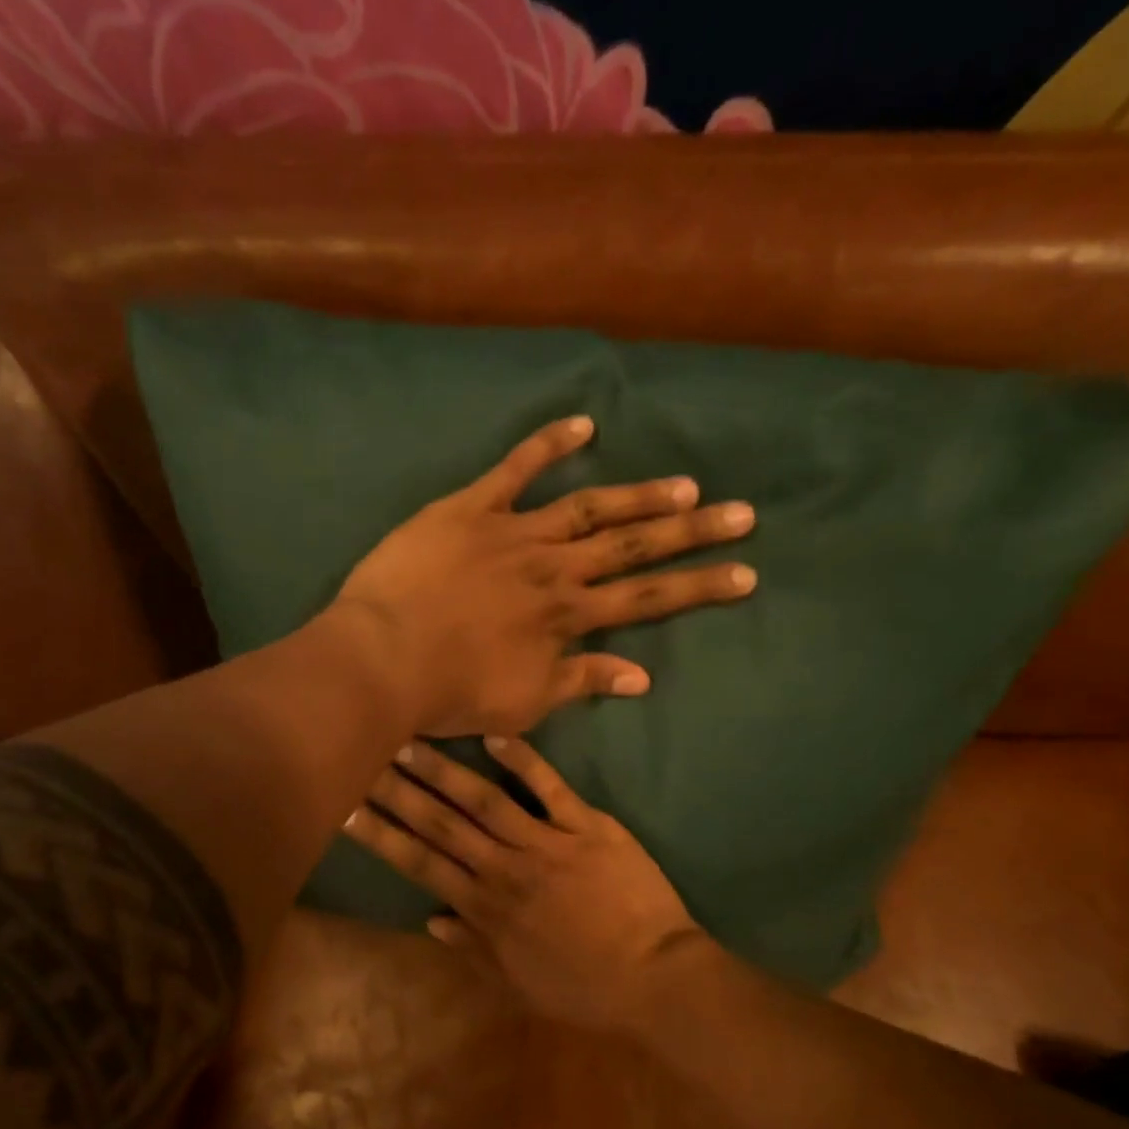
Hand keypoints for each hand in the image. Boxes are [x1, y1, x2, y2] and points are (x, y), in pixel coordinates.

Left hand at [332, 416, 755, 737]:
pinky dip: (547, 445)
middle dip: (692, 532)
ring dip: (639, 494)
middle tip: (742, 511)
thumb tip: (643, 677)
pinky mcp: (470, 509)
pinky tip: (584, 425)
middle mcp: (554, 568)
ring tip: (686, 483)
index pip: (647, 599)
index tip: (746, 574)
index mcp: (567, 616)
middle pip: (634, 545)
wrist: (382, 660)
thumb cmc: (450, 692)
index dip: (700, 587)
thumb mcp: (524, 704)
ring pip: (588, 507)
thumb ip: (582, 683)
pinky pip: (513, 470)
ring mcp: (514, 532)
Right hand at [342, 737, 706, 1029]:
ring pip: (485, 800)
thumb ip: (474, 948)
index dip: (381, 834)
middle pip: (441, 823)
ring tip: (408, 741)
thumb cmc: (585, 988)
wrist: (656, 978)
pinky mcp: (588, 827)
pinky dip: (525, 761)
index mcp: (486, 907)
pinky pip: (551, 789)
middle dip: (398, 790)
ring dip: (444, 770)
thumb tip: (430, 919)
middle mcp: (505, 869)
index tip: (345, 808)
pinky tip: (494, 735)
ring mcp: (547, 843)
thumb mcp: (520, 982)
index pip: (420, 863)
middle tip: (362, 757)